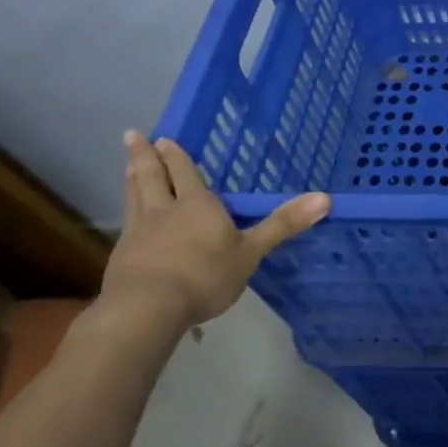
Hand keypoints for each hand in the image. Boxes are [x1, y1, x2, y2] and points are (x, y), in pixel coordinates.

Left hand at [100, 131, 330, 333]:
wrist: (146, 310)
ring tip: (127, 163)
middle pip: (152, 178)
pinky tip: (129, 220)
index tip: (163, 137)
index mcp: (197, 205)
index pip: (186, 173)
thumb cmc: (204, 276)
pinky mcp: (122, 258)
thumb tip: (326, 198)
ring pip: (134, 197)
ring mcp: (138, 233)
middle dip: (145, 157)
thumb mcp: (251, 252)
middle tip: (132, 136)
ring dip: (132, 178)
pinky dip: (128, 213)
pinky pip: (126, 225)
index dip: (176, 156)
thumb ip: (283, 224)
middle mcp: (164, 211)